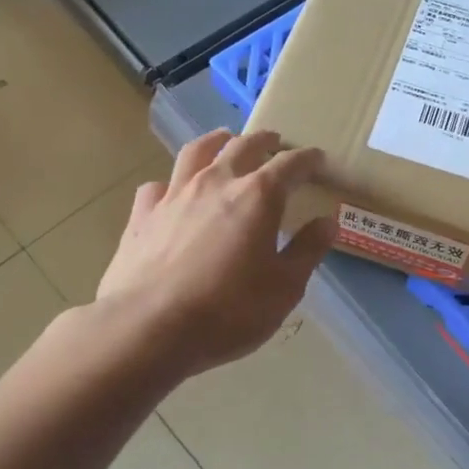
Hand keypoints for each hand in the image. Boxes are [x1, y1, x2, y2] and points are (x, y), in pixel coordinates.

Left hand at [94, 129, 335, 377]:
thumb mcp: (284, 288)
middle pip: (243, 146)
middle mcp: (216, 182)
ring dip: (216, 142)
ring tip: (224, 141)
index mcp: (258, 196)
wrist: (149, 327)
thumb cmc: (228, 311)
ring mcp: (174, 195)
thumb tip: (327, 222)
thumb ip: (307, 250)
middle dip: (264, 141)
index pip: (290, 165)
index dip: (308, 159)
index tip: (318, 159)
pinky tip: (172, 193)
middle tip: (274, 142)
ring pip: (197, 152)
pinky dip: (171, 184)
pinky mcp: (142, 214)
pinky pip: (158, 186)